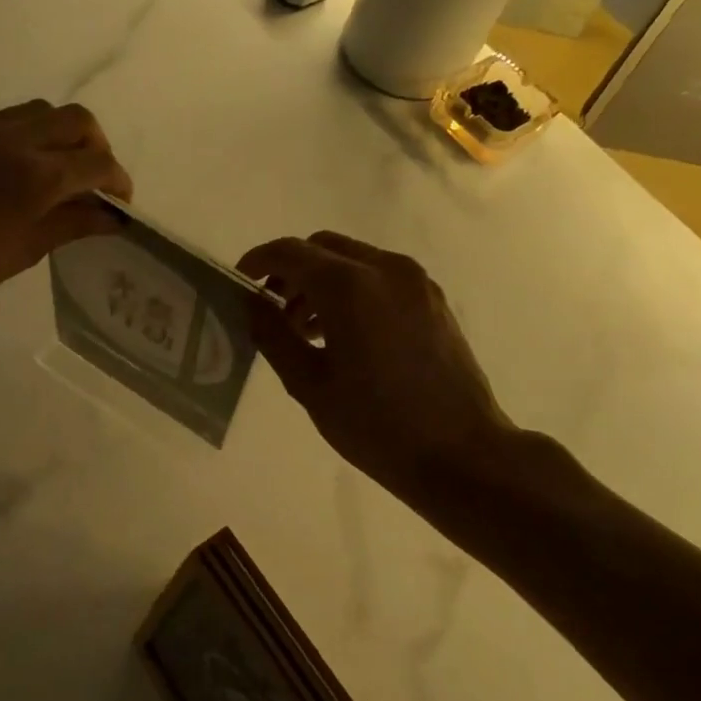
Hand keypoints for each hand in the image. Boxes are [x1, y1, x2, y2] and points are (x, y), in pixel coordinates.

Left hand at [0, 100, 132, 324]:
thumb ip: (72, 224)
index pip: (97, 162)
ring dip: (57, 135)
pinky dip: (13, 141)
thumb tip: (112, 216)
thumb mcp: (25, 252)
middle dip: (95, 147)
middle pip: (76, 120)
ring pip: (36, 112)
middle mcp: (11, 139)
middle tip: (92, 179)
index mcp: (36, 177)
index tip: (118, 201)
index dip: (118, 180)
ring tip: (51, 169)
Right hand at [237, 232, 526, 501]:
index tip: (239, 282)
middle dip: (291, 270)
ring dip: (321, 281)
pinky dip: (352, 289)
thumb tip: (250, 302)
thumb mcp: (309, 383)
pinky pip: (380, 277)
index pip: (290, 252)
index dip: (258, 261)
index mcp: (349, 286)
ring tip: (306, 330)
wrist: (462, 454)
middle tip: (272, 310)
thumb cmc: (376, 425)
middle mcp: (385, 269)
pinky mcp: (433, 300)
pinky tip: (343, 334)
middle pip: (323, 247)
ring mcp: (415, 282)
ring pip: (353, 259)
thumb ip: (272, 334)